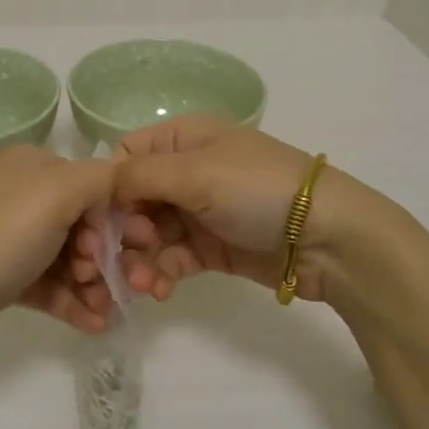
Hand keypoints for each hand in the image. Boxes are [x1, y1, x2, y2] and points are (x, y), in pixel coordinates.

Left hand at [0, 143, 113, 356]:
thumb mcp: (57, 193)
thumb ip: (101, 179)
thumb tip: (122, 185)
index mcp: (33, 165)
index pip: (94, 181)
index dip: (118, 214)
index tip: (138, 245)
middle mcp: (23, 194)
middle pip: (85, 221)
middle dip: (107, 254)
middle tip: (118, 281)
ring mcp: (12, 238)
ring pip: (70, 257)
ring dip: (94, 284)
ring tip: (103, 311)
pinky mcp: (5, 278)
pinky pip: (51, 285)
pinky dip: (74, 302)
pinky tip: (94, 325)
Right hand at [83, 116, 387, 304]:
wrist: (326, 236)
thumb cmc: (256, 189)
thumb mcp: (196, 171)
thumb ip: (140, 175)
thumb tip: (102, 186)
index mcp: (184, 138)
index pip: (128, 155)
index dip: (110, 186)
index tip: (102, 219)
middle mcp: (187, 171)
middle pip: (134, 199)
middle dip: (123, 229)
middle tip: (126, 254)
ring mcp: (200, 211)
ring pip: (150, 233)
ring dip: (139, 258)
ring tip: (140, 283)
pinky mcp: (212, 248)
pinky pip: (173, 258)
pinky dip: (161, 273)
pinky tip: (157, 290)